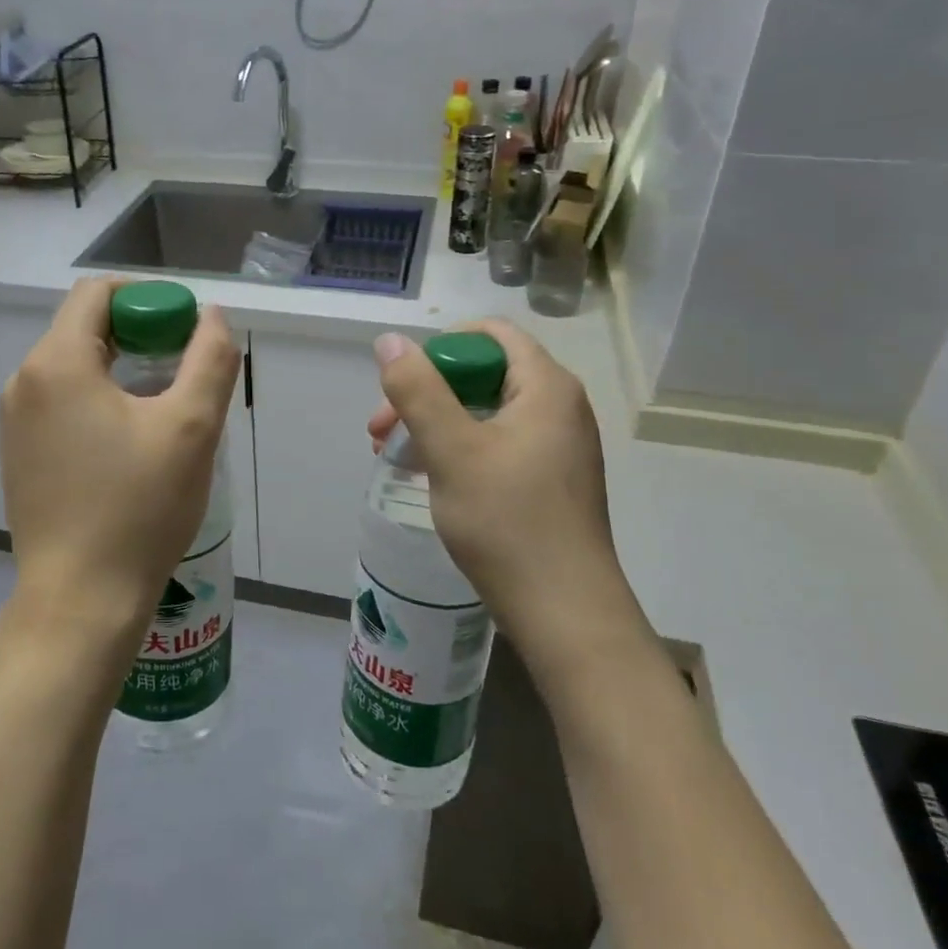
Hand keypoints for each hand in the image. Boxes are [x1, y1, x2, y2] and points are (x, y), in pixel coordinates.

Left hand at [0, 279, 240, 644]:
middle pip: (84, 327)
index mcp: (55, 363)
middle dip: (138, 334)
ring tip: (162, 408)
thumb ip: (210, 359)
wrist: (80, 600)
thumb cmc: (138, 508)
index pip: (98, 293)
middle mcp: (23, 381)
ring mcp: (14, 420)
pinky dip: (97, 400)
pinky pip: (60, 402)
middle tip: (182, 370)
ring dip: (120, 369)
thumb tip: (212, 317)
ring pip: (73, 367)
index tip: (184, 331)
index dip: (147, 299)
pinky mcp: (17, 453)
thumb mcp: (191, 427)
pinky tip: (128, 441)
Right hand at [368, 321, 646, 656]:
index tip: (404, 387)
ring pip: (486, 411)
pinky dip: (459, 449)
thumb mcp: (451, 450)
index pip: (490, 335)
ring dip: (436, 423)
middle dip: (427, 393)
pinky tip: (430, 476)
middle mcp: (560, 407)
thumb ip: (417, 390)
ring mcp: (558, 445)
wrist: (565, 613)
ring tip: (393, 455)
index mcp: (546, 387)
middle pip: (483, 373)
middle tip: (382, 430)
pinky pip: (498, 443)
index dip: (440, 350)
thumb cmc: (507, 522)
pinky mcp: (551, 479)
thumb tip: (390, 340)